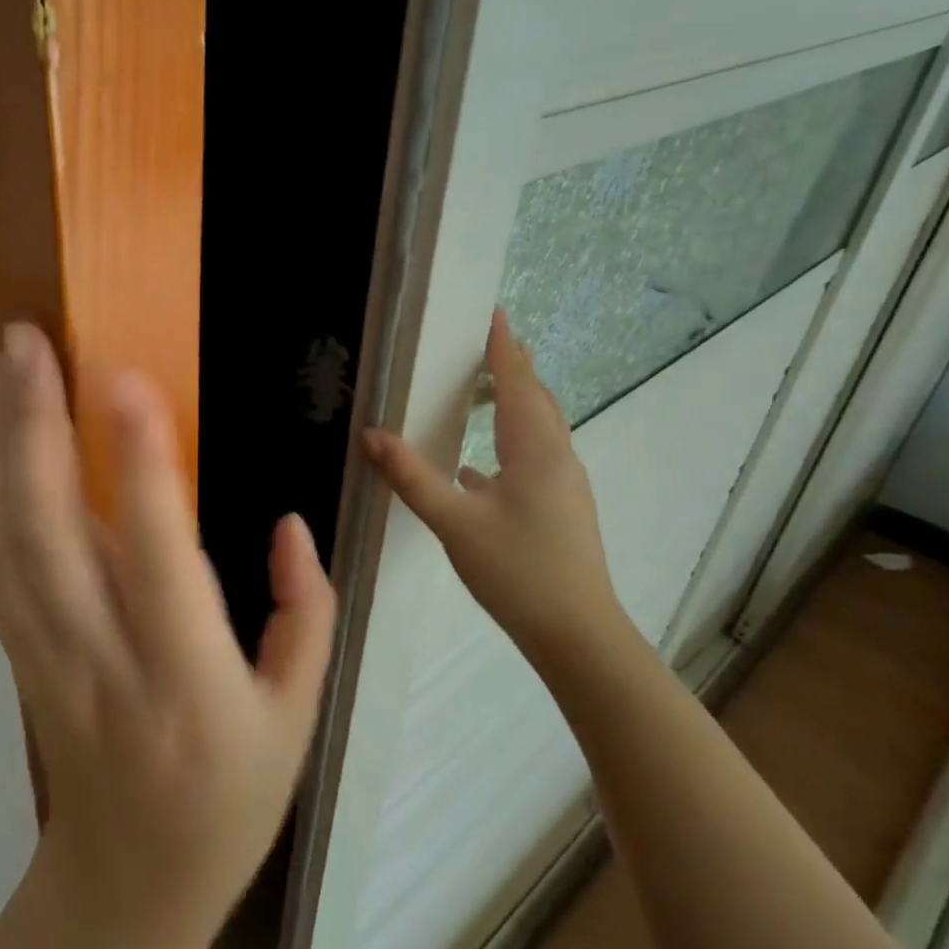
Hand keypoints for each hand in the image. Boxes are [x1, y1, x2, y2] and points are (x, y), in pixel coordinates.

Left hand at [0, 323, 335, 948]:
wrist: (129, 883)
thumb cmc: (232, 798)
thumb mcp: (300, 717)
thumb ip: (306, 612)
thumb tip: (286, 524)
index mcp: (190, 681)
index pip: (159, 558)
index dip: (141, 467)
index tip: (125, 381)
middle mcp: (103, 661)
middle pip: (49, 534)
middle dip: (33, 426)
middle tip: (26, 342)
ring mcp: (45, 658)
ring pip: (7, 540)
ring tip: (1, 366)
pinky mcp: (19, 655)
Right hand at [362, 310, 626, 658]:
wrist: (577, 635)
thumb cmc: (518, 571)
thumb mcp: (454, 523)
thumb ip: (411, 476)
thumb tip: (371, 435)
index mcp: (537, 450)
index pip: (518, 382)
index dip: (503, 347)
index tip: (491, 313)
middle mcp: (557, 458)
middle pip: (536, 399)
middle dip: (512, 368)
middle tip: (482, 345)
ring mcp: (563, 485)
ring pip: (538, 429)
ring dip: (514, 402)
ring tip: (482, 390)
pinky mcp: (559, 509)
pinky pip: (533, 457)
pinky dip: (508, 442)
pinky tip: (477, 466)